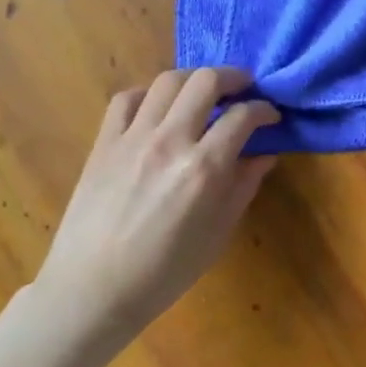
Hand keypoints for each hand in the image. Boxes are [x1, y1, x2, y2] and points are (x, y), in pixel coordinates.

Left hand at [31, 68, 278, 354]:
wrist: (93, 288)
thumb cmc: (166, 270)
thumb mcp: (219, 233)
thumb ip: (243, 186)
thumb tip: (263, 155)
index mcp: (205, 168)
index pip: (243, 117)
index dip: (264, 110)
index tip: (271, 116)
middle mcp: (171, 141)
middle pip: (206, 81)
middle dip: (234, 77)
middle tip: (244, 88)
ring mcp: (132, 138)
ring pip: (167, 81)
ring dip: (193, 79)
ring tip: (204, 91)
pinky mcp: (104, 143)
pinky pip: (126, 99)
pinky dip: (148, 94)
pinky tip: (158, 108)